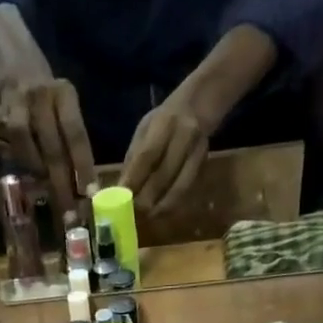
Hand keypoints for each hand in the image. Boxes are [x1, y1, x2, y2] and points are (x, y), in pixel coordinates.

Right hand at [0, 77, 95, 220]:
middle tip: (68, 214)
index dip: (83, 166)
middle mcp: (41, 95)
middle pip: (52, 145)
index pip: (76, 134)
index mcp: (65, 94)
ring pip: (22, 138)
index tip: (89, 195)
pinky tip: (7, 159)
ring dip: (33, 166)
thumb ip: (70, 140)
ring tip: (40, 184)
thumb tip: (81, 187)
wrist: (17, 61)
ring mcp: (16, 100)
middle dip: (61, 184)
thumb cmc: (48, 98)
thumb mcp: (66, 108)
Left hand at [120, 93, 210, 214]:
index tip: (120, 199)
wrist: (199, 106)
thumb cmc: (164, 119)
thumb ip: (134, 157)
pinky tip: (159, 211)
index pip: (147, 156)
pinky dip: (171, 203)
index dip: (134, 180)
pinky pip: (186, 190)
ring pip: (178, 187)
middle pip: (163, 175)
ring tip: (145, 216)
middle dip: (145, 199)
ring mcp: (197, 151)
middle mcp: (184, 136)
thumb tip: (120, 188)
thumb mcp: (145, 129)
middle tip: (131, 215)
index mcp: (164, 123)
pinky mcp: (203, 165)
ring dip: (160, 206)